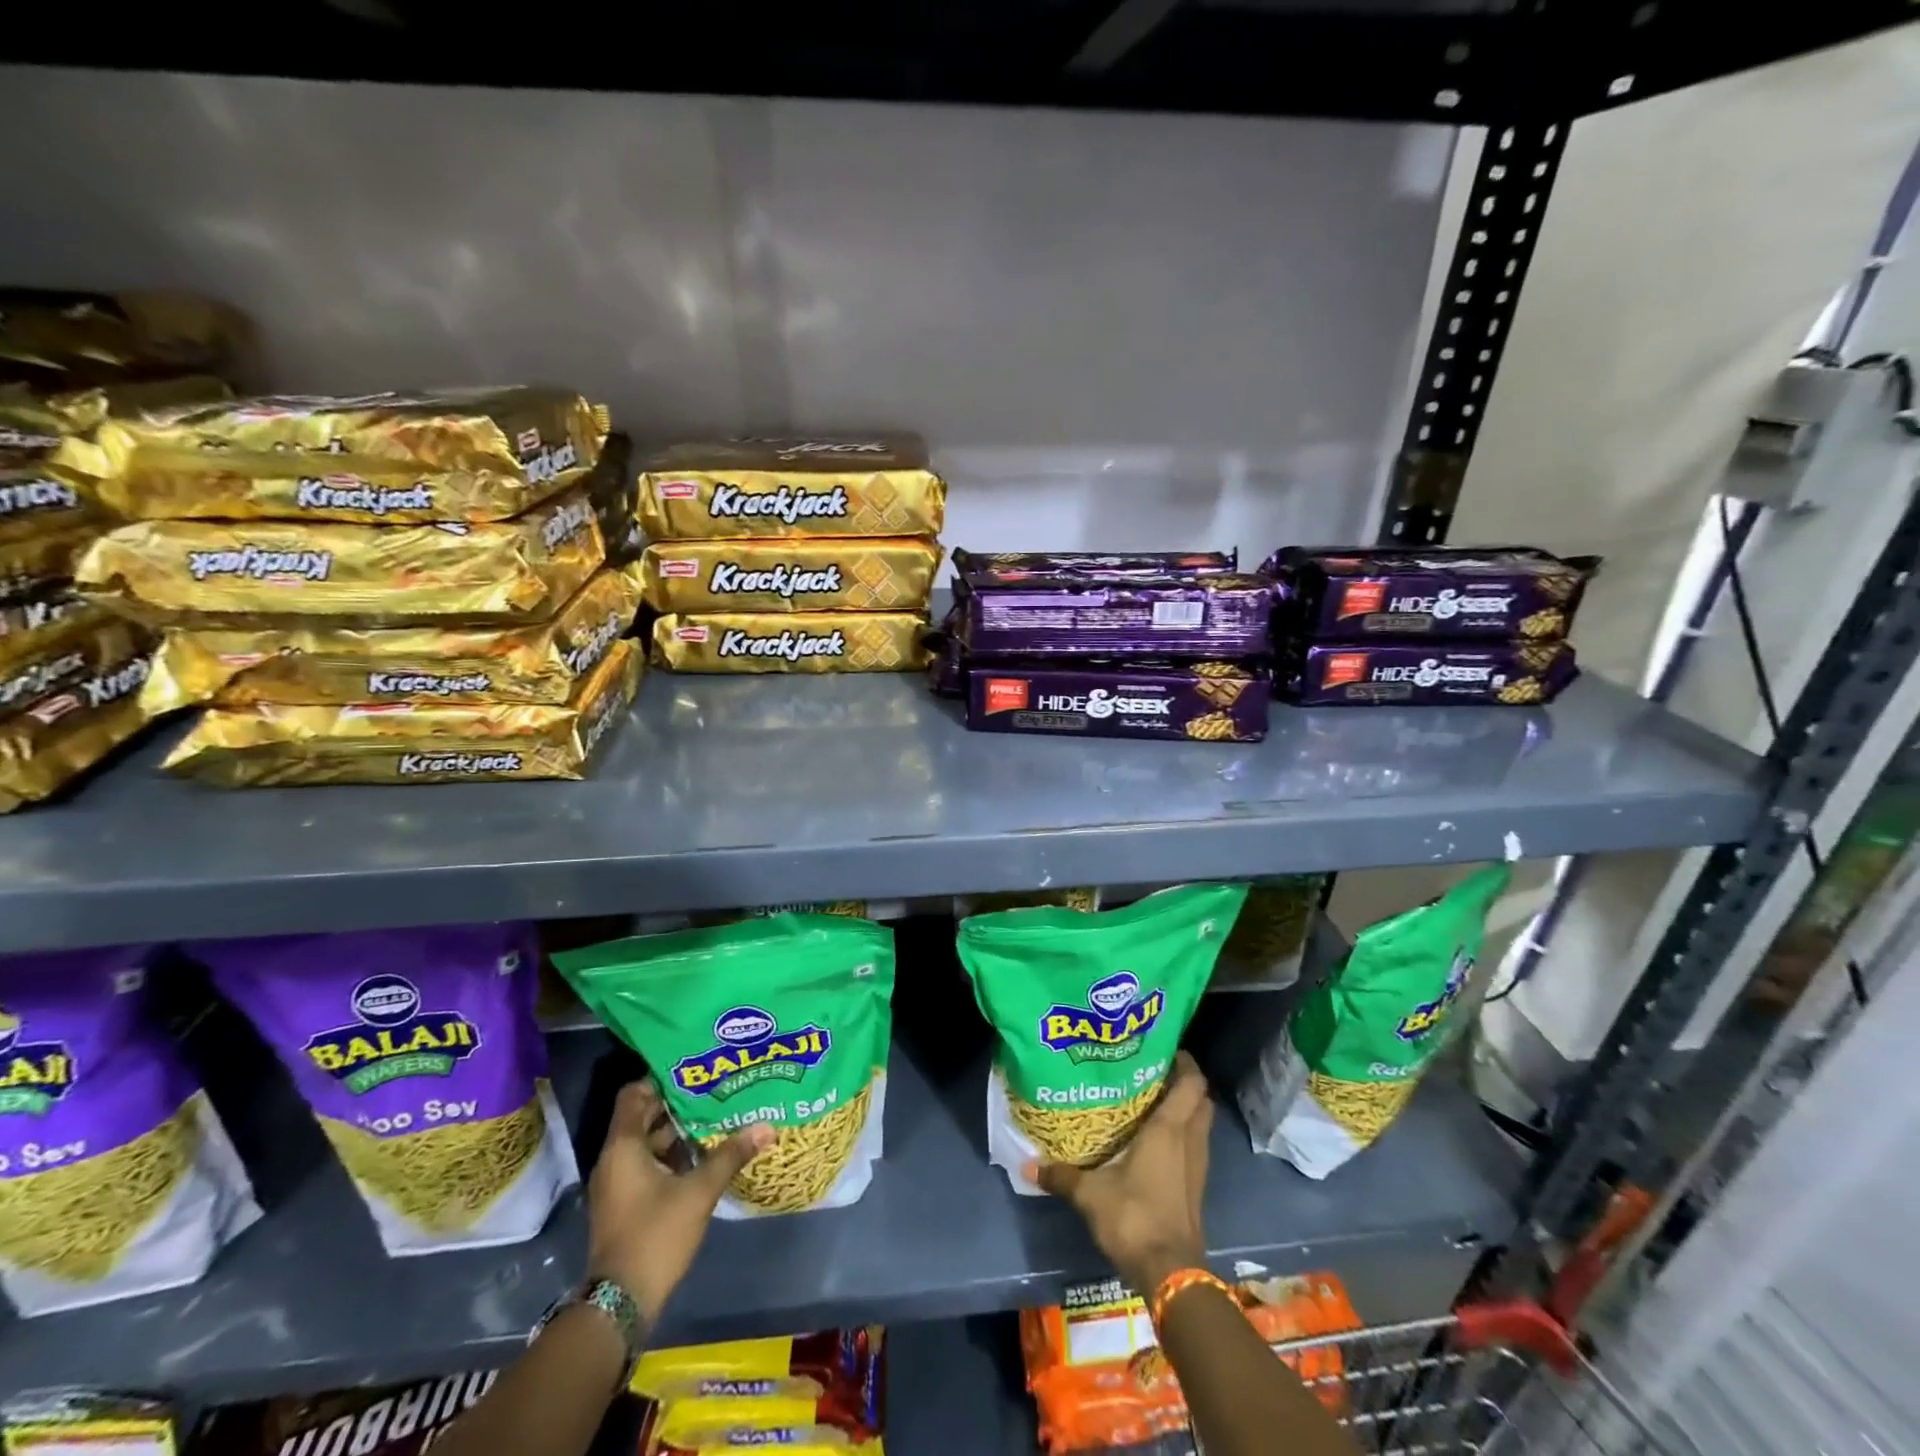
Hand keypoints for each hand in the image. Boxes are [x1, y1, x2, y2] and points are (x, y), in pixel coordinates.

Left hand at [587, 1080, 772, 1324]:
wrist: (620, 1304)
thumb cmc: (655, 1235)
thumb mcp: (698, 1192)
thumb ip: (730, 1155)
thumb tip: (767, 1126)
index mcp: (624, 1147)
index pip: (634, 1094)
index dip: (661, 1079)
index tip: (694, 1070)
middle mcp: (615, 1159)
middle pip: (644, 1116)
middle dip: (678, 1103)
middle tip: (715, 1089)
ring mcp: (618, 1183)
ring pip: (648, 1142)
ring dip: (678, 1130)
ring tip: (716, 1116)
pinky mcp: (626, 1203)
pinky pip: (648, 1164)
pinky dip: (672, 1155)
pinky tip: (704, 1154)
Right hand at [1024, 1051, 1211, 1296]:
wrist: (1170, 1273)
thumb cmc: (1134, 1216)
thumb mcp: (1090, 1194)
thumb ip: (1062, 1175)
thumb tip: (1027, 1165)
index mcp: (1169, 1130)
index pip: (1192, 1084)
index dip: (1185, 1063)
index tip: (1164, 1049)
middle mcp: (1189, 1141)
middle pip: (1202, 1101)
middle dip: (1186, 1084)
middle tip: (1156, 1072)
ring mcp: (1197, 1166)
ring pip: (1201, 1124)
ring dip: (1187, 1110)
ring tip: (1154, 1101)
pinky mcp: (1197, 1188)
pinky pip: (1195, 1147)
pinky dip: (1184, 1136)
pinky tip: (1158, 1141)